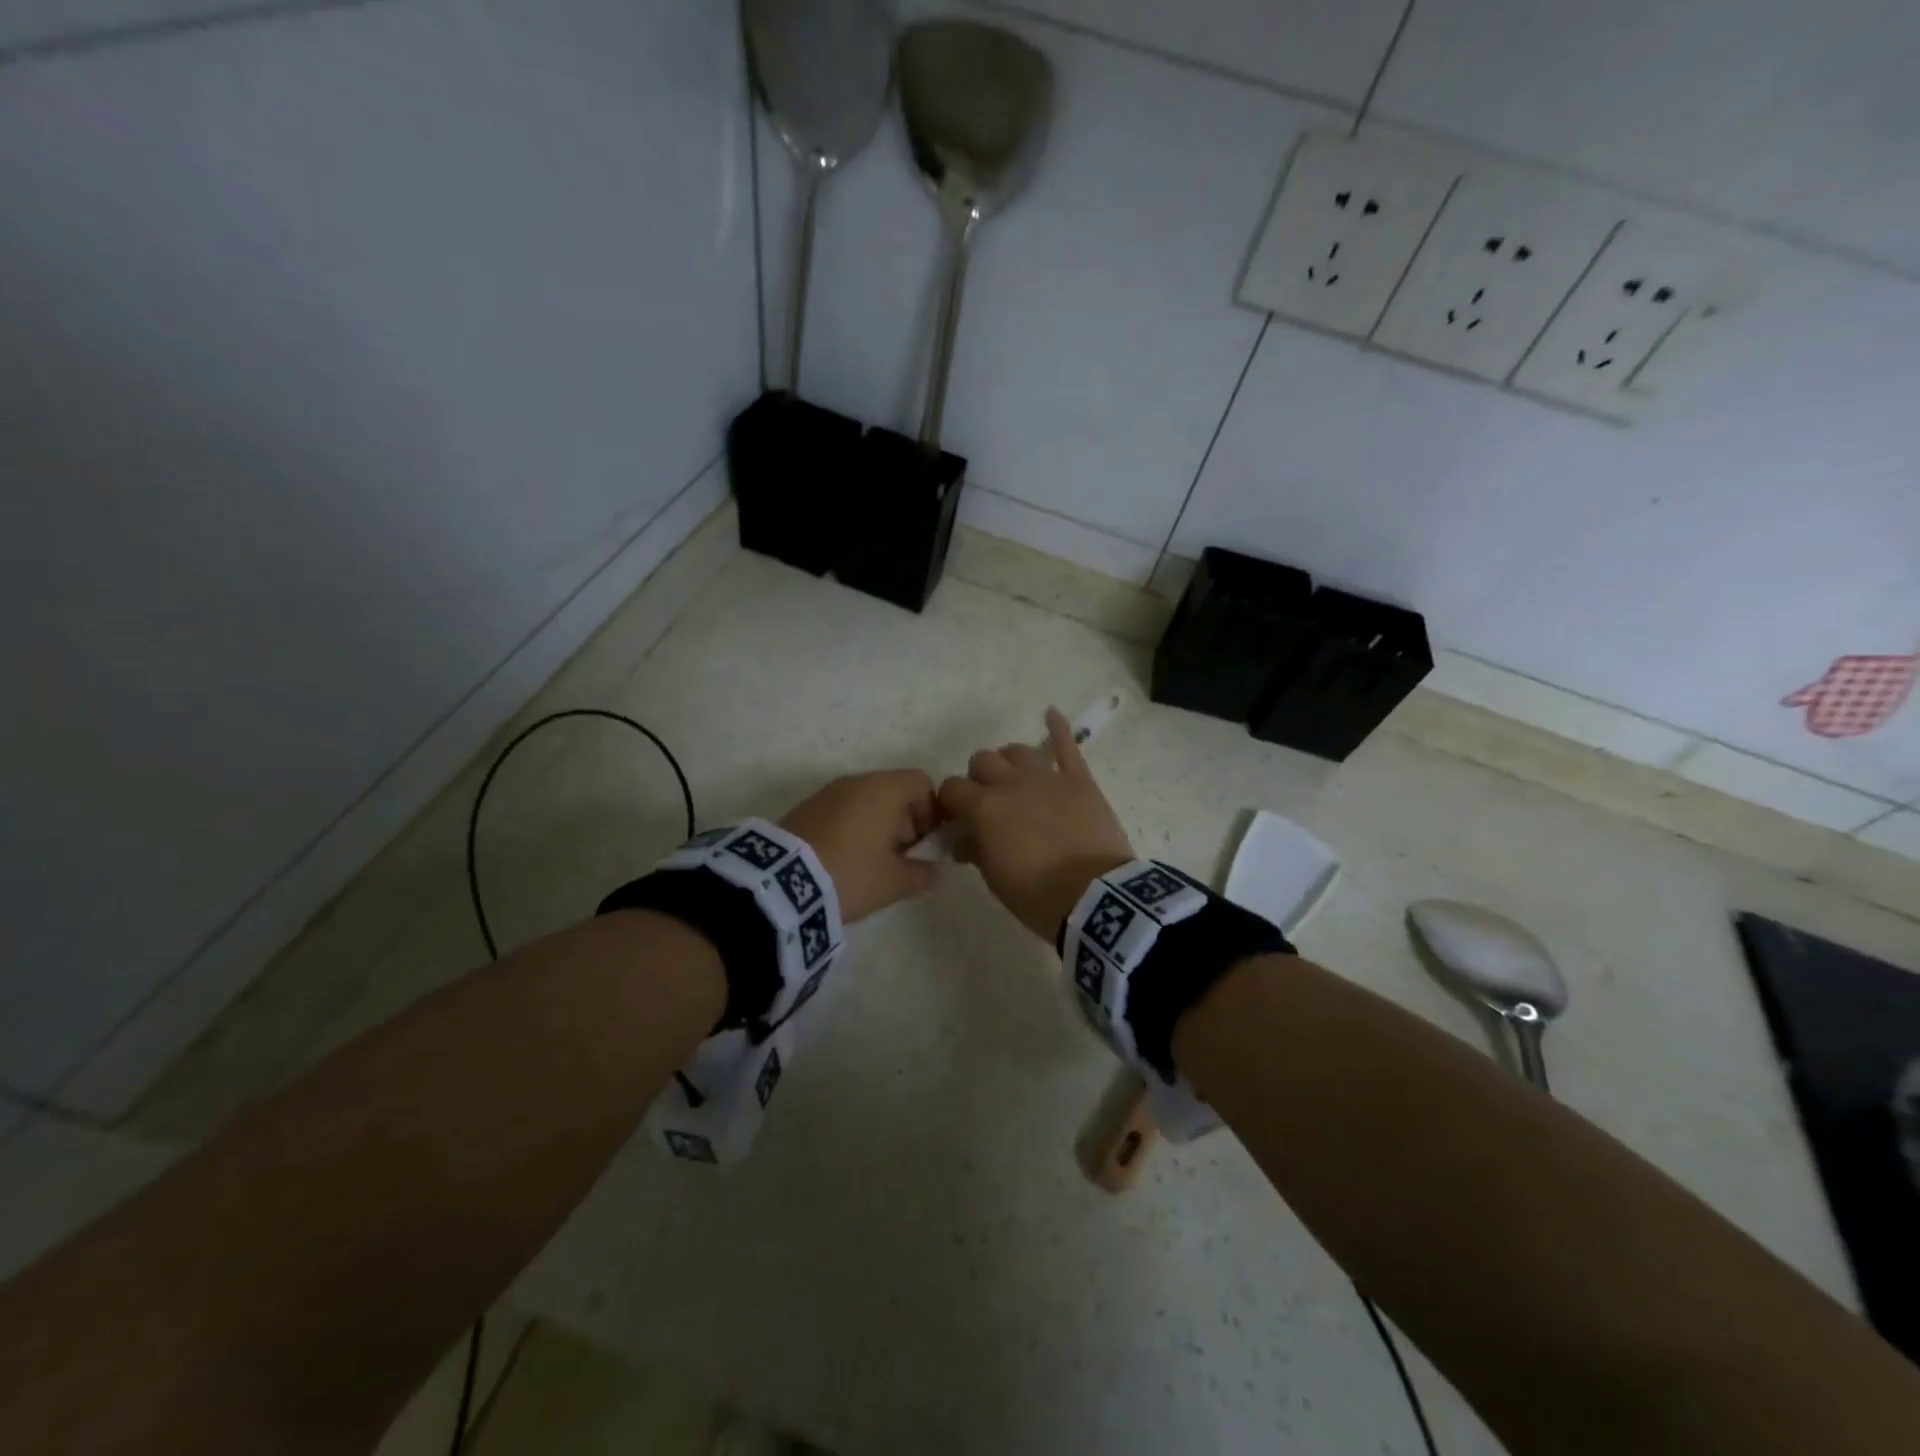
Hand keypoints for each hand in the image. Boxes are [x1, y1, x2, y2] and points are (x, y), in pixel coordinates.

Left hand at [781, 770, 940, 922]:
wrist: (781, 881)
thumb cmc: (851, 873)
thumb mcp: (895, 883)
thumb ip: (923, 874)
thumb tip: (932, 870)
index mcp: (885, 789)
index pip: (922, 783)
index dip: (931, 812)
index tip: (925, 844)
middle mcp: (858, 781)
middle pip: (894, 792)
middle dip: (904, 823)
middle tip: (900, 859)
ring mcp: (828, 791)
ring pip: (866, 801)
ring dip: (877, 826)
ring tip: (870, 863)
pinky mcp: (806, 806)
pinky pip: (842, 810)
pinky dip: (851, 828)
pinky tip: (844, 860)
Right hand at [937, 708, 1134, 940]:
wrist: (1095, 897)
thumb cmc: (1037, 895)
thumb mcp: (995, 879)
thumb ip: (976, 850)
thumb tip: (966, 839)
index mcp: (983, 808)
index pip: (951, 788)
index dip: (950, 802)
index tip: (956, 818)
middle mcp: (1011, 783)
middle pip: (982, 761)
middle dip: (979, 778)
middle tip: (987, 802)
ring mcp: (1047, 777)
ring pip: (1017, 750)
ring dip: (1009, 761)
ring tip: (1014, 778)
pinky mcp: (1079, 780)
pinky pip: (1067, 746)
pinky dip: (1058, 728)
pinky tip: (1051, 713)